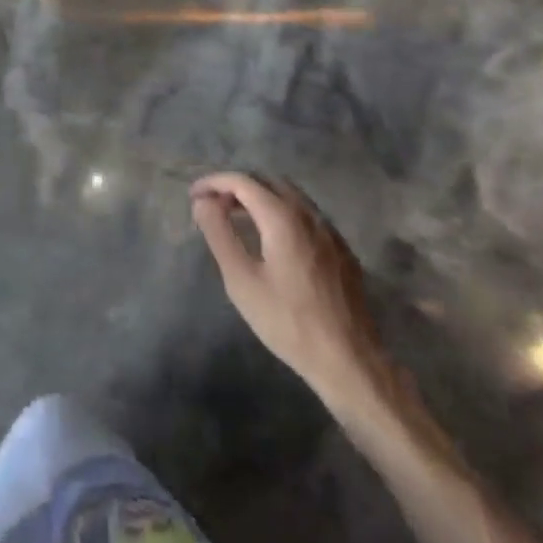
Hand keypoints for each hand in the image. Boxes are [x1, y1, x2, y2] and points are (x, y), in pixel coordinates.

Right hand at [191, 172, 417, 445]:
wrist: (349, 360)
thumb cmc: (288, 321)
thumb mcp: (242, 280)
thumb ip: (219, 234)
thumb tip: (202, 201)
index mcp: (283, 217)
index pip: (243, 181)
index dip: (214, 182)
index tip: (193, 196)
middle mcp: (309, 214)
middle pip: (268, 181)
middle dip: (237, 187)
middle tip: (214, 207)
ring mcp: (330, 231)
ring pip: (290, 196)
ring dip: (261, 198)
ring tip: (238, 219)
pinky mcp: (342, 249)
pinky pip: (307, 215)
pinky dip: (282, 213)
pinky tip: (274, 241)